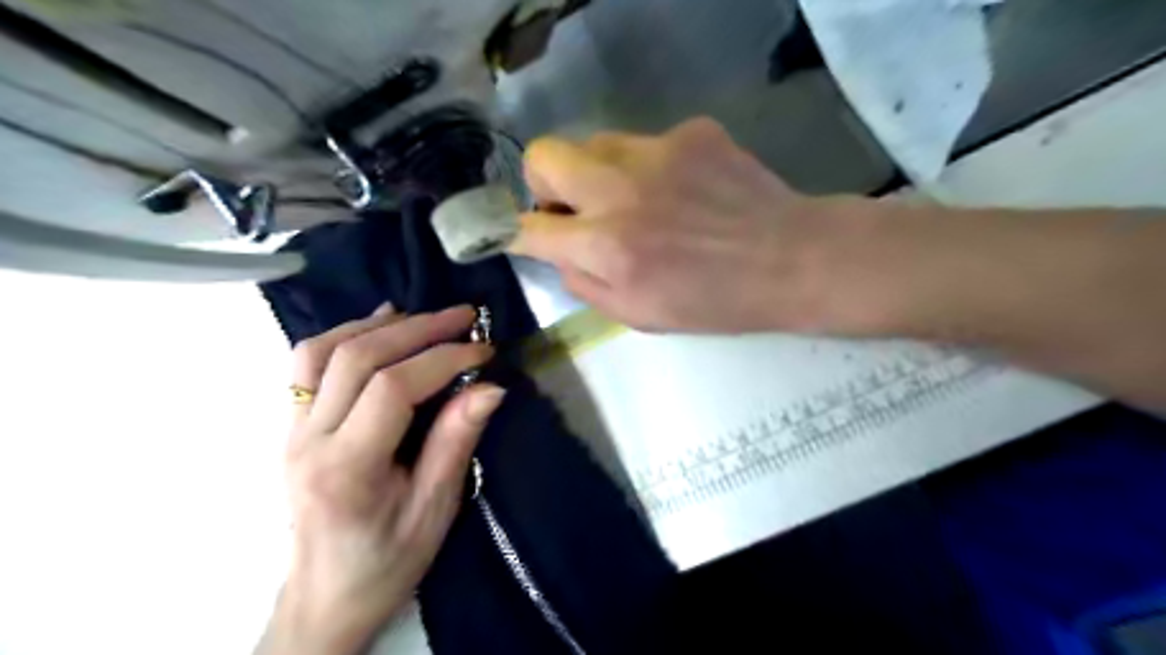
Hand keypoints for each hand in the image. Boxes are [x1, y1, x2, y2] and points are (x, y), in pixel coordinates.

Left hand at [260, 305, 503, 654]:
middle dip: (418, 328)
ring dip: (378, 324)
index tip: (484, 351)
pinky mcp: (291, 426)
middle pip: (357, 357)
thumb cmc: (386, 562)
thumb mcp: (434, 510)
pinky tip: (379, 326)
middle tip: (464, 316)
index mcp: (346, 468)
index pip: (393, 387)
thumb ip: (456, 442)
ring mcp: (291, 429)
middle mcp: (308, 440)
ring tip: (424, 316)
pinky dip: (346, 335)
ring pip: (323, 350)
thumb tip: (490, 386)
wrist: (324, 598)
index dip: (443, 359)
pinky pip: (308, 364)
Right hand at [510, 116, 873, 333]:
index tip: (528, 235)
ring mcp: (658, 151)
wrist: (791, 260)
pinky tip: (681, 191)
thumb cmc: (714, 302)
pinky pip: (644, 143)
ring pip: (593, 143)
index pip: (528, 226)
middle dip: (546, 184)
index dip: (518, 232)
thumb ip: (584, 283)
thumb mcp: (638, 316)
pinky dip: (648, 167)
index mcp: (607, 246)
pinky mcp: (691, 131)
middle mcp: (621, 190)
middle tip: (575, 209)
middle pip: (544, 156)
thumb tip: (557, 252)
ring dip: (597, 174)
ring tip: (635, 201)